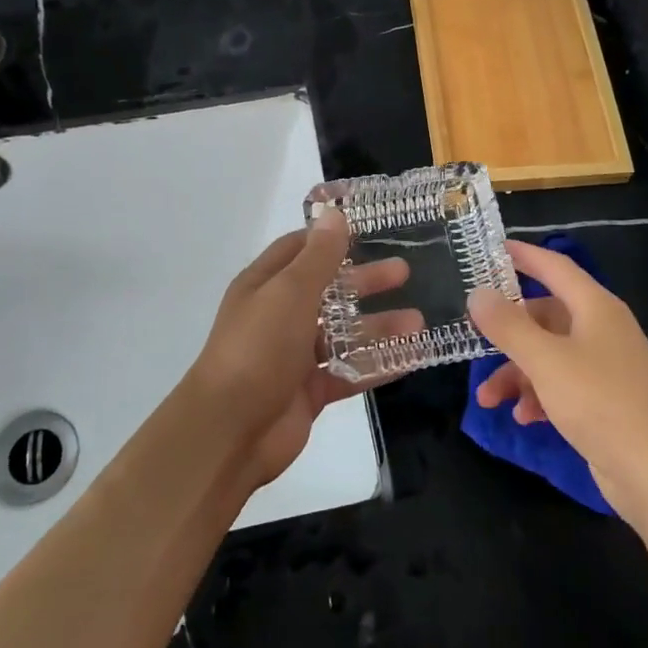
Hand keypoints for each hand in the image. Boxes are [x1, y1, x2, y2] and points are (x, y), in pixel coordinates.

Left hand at [185, 211, 417, 491]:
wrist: (229, 432)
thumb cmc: (258, 348)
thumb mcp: (290, 292)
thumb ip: (318, 256)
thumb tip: (334, 215)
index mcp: (266, 285)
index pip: (300, 249)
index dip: (331, 238)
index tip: (370, 229)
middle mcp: (279, 316)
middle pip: (328, 291)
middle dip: (365, 281)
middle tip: (405, 272)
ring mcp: (294, 356)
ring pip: (343, 334)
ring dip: (378, 326)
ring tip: (418, 321)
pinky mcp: (310, 391)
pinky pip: (350, 372)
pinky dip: (378, 365)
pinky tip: (412, 357)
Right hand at [468, 239, 647, 526]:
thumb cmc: (601, 403)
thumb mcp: (546, 361)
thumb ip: (508, 325)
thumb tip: (478, 293)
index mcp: (595, 307)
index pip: (555, 267)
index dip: (524, 255)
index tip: (491, 250)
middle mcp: (602, 330)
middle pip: (547, 315)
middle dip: (509, 331)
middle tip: (474, 337)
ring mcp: (606, 366)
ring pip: (549, 354)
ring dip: (517, 372)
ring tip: (488, 399)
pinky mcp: (606, 401)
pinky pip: (562, 385)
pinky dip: (539, 396)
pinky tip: (523, 418)